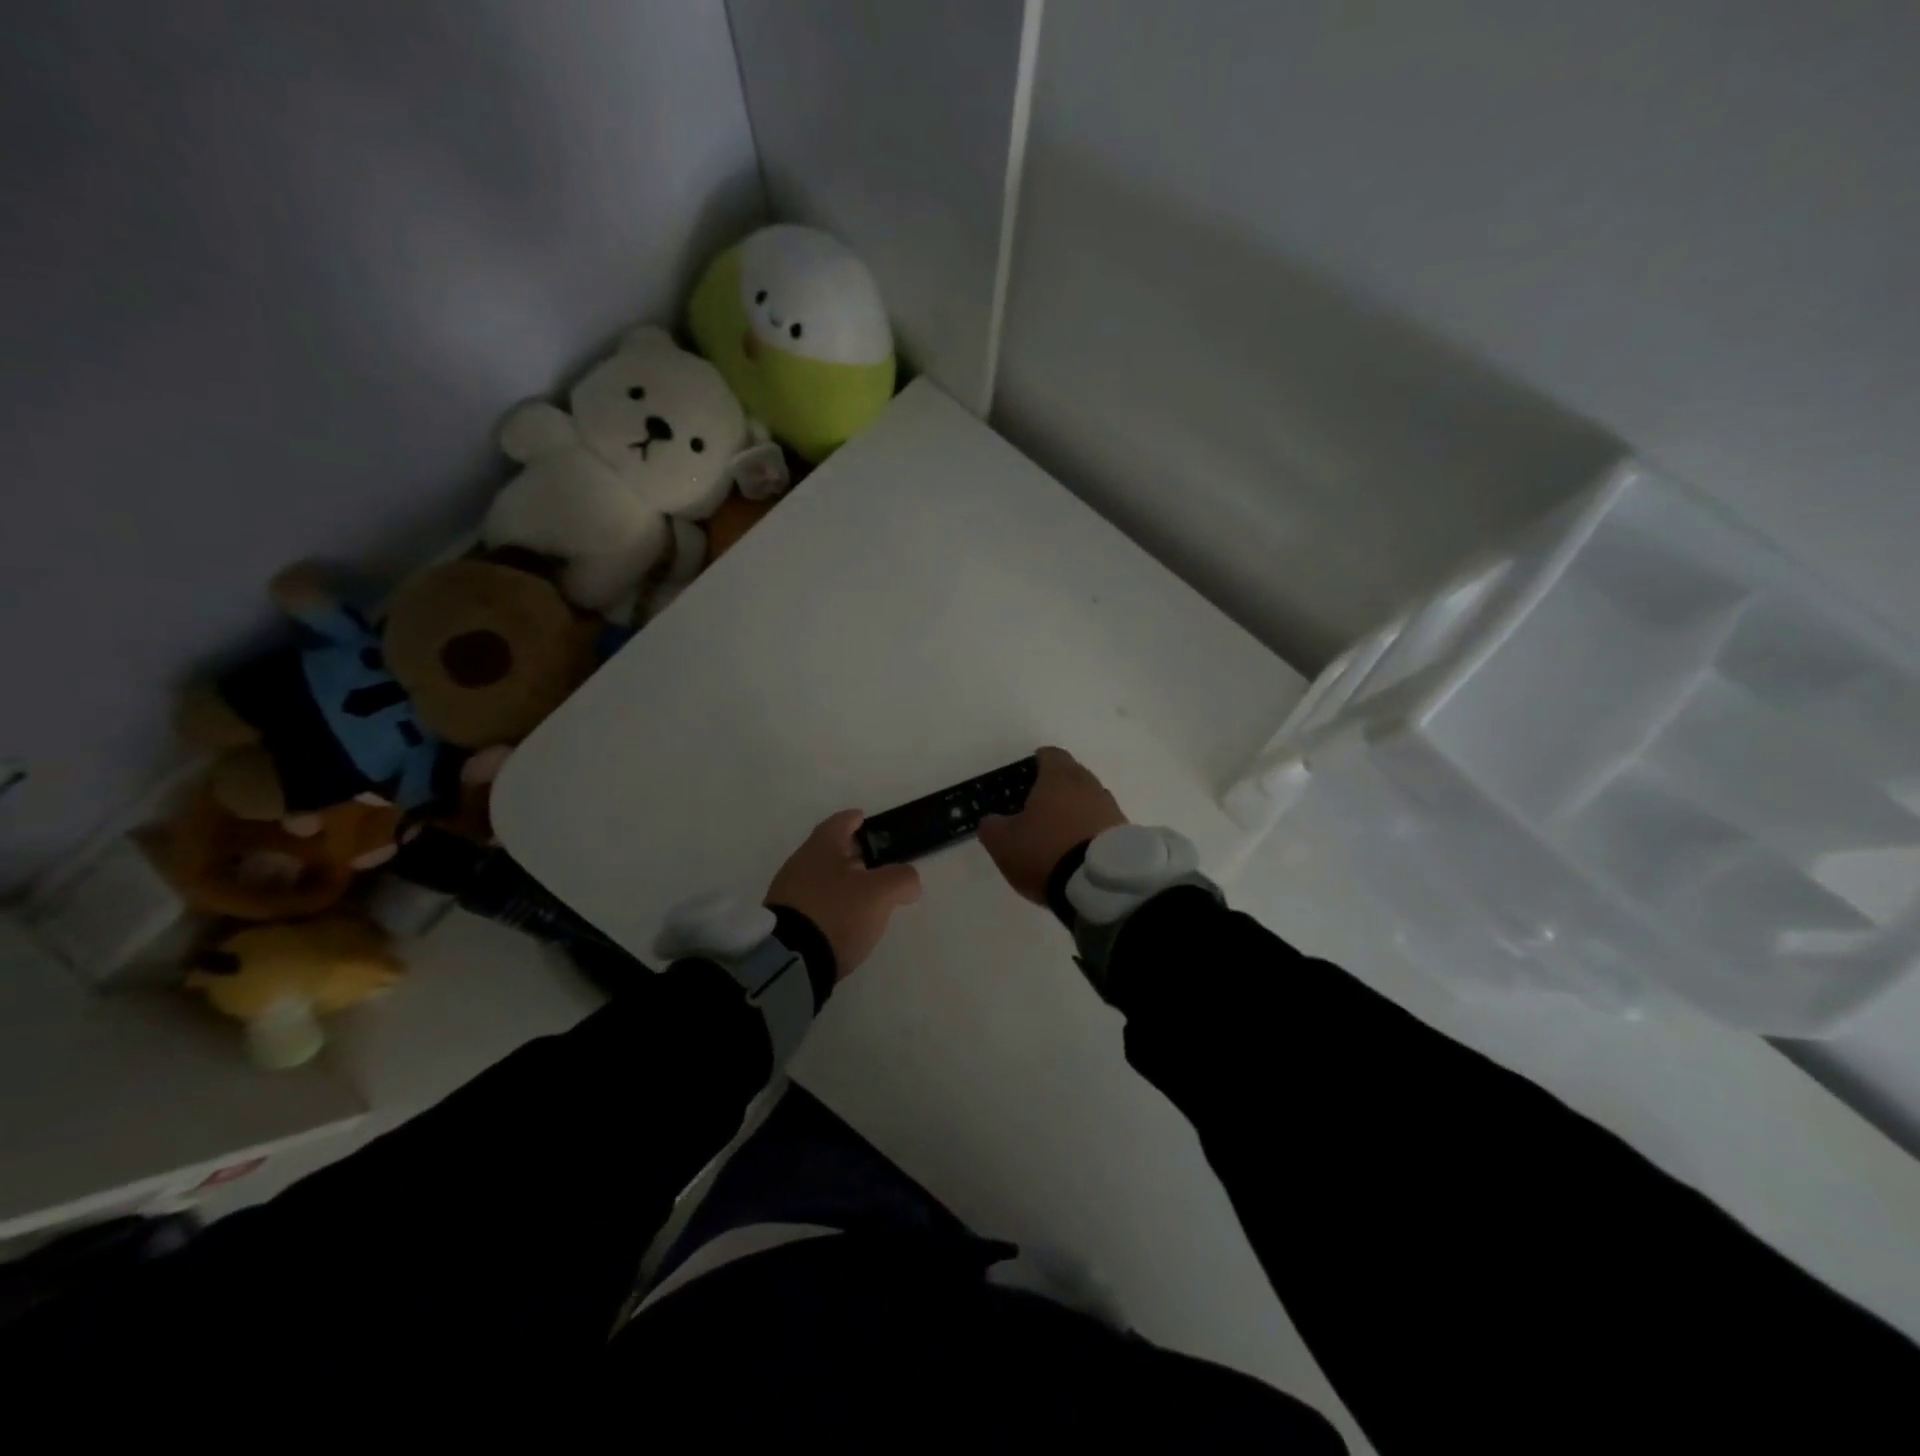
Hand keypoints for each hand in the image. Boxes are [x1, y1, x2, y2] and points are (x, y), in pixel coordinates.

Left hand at [766, 810, 921, 976]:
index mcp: (821, 847)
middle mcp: (800, 863)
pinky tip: (845, 920)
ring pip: (822, 877)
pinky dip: (832, 904)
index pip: (840, 822)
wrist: (790, 961)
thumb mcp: (880, 893)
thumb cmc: (836, 913)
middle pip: (830, 850)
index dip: (855, 819)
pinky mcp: (786, 921)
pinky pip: (814, 902)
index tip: (866, 820)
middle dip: (853, 854)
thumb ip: (901, 879)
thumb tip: (908, 883)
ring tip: (866, 897)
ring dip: (843, 882)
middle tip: (877, 863)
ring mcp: (788, 893)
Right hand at [978, 747, 1127, 904]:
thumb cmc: (1046, 851)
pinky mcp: (1126, 833)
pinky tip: (1079, 850)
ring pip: (1089, 799)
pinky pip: (1102, 823)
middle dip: (1056, 787)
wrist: (1101, 884)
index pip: (1049, 755)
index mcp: (1058, 777)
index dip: (1036, 762)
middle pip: (1072, 775)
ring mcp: (1111, 808)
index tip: (1026, 775)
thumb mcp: (1003, 842)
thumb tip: (992, 820)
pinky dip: (1090, 830)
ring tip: (1059, 833)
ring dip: (1075, 810)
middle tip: (1038, 806)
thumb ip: (992, 826)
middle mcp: (1089, 785)